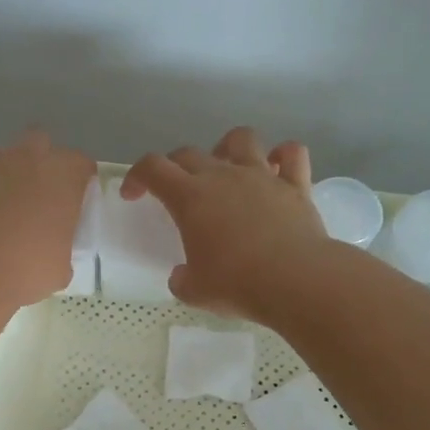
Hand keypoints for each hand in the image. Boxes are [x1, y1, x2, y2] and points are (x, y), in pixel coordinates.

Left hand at [0, 129, 95, 309]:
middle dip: (41, 160)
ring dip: (6, 172)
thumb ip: (62, 246)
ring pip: (1, 155)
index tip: (75, 201)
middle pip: (40, 141)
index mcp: (61, 177)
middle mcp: (26, 159)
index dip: (80, 180)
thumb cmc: (24, 271)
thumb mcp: (60, 267)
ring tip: (3, 206)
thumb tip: (54, 250)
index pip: (81, 163)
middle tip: (39, 195)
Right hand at [122, 127, 334, 320]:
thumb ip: (182, 279)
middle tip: (175, 190)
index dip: (137, 176)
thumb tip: (183, 276)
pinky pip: (292, 154)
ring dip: (227, 147)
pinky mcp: (295, 186)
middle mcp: (223, 176)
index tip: (133, 195)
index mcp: (190, 197)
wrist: (296, 280)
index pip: (152, 168)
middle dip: (174, 166)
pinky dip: (283, 156)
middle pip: (189, 153)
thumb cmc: (237, 284)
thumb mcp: (195, 291)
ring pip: (241, 139)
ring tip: (226, 167)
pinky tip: (277, 168)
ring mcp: (261, 176)